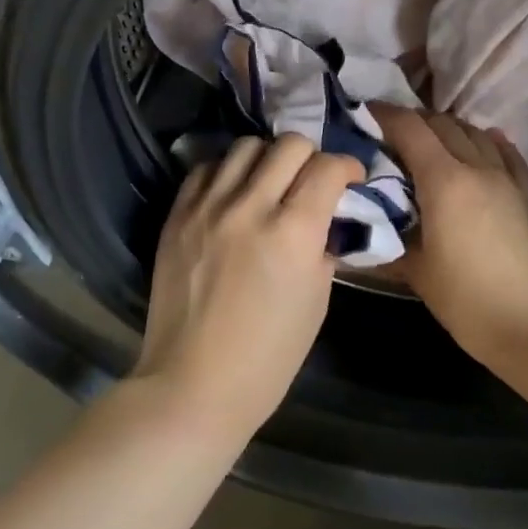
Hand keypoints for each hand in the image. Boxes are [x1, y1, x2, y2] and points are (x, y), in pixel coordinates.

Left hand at [135, 135, 364, 444]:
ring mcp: (208, 207)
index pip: (327, 168)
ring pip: (245, 146)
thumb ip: (323, 245)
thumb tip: (324, 216)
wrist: (193, 384)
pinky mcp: (177, 215)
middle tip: (311, 179)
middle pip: (289, 144)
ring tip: (269, 181)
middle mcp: (250, 207)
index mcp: (293, 233)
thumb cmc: (268, 357)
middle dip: (311, 156)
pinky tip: (233, 193)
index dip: (347, 167)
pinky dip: (227, 172)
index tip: (350, 178)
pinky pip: (206, 168)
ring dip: (267, 157)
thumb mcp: (317, 300)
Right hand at [374, 105, 527, 365]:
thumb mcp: (415, 270)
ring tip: (425, 143)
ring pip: (473, 132)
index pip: (410, 129)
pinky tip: (480, 143)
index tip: (363, 114)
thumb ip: (386, 236)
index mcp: (444, 181)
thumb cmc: (466, 300)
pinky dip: (486, 142)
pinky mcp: (524, 195)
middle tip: (386, 135)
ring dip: (445, 129)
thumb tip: (357, 222)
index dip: (384, 115)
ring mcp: (505, 179)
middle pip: (441, 123)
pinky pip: (504, 153)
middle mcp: (476, 168)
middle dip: (412, 121)